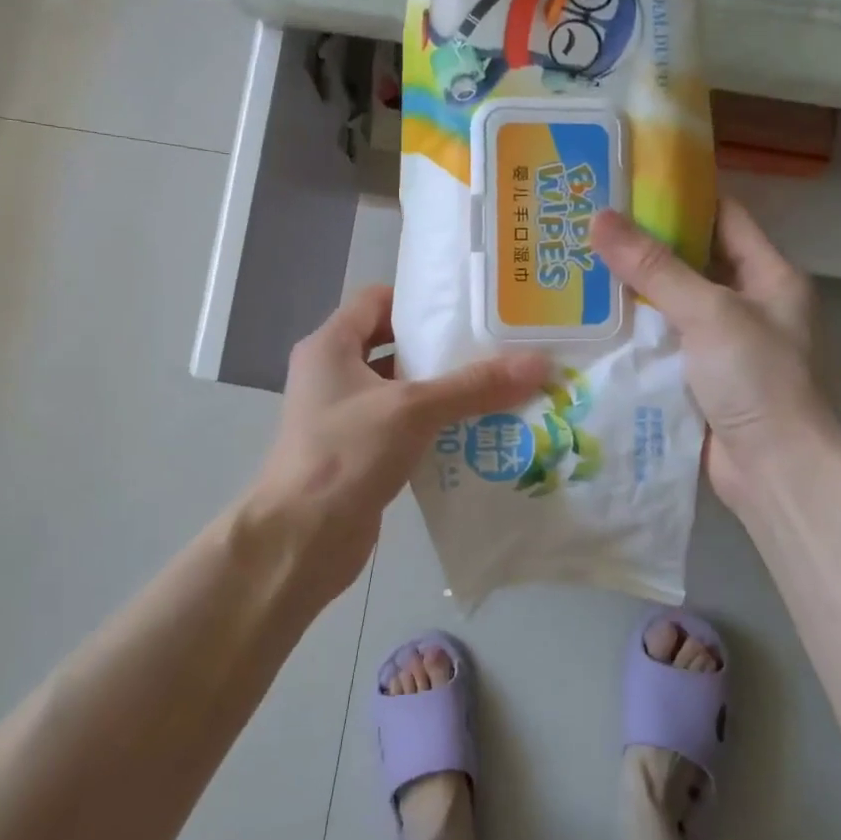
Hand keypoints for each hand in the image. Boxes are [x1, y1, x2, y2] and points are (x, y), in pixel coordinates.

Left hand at [248, 285, 549, 603]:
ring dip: (441, 392)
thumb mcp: (412, 410)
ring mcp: (343, 416)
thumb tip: (540, 363)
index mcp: (330, 346)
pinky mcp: (357, 452)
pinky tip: (475, 433)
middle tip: (495, 349)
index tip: (468, 309)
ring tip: (498, 389)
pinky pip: (400, 427)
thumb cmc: (346, 454)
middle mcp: (332, 374)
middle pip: (392, 346)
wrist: (301, 539)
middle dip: (441, 349)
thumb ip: (474, 386)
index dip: (419, 301)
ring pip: (399, 391)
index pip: (376, 300)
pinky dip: (432, 427)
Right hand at [591, 199, 827, 516]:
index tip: (627, 184)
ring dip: (630, 292)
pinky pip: (659, 344)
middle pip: (690, 261)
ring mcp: (721, 344)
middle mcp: (747, 304)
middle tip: (586, 227)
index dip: (680, 196)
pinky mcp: (696, 378)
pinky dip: (630, 333)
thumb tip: (600, 217)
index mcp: (768, 276)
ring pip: (669, 305)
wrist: (774, 470)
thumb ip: (655, 267)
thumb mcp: (709, 312)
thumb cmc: (756, 379)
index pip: (723, 217)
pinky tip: (589, 322)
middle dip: (642, 246)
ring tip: (574, 267)